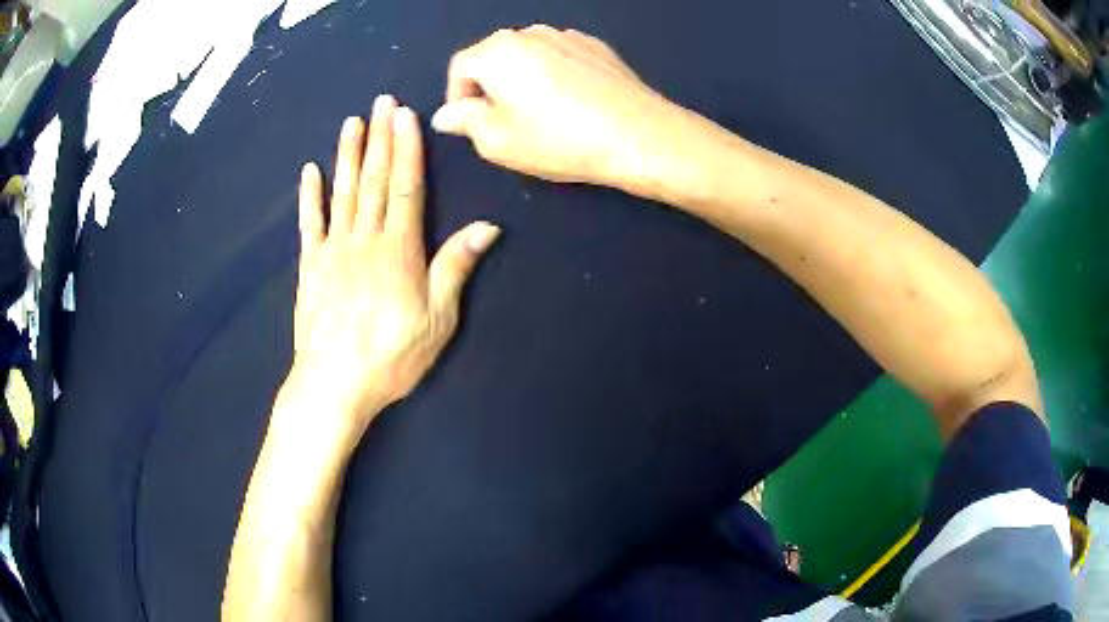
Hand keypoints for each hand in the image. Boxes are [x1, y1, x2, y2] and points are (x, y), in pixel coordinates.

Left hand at [290, 95, 500, 437]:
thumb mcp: (438, 320)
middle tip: (382, 102)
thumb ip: (455, 267)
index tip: (406, 115)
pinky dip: (310, 196)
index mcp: (399, 249)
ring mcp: (333, 250)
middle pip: (375, 179)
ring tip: (352, 122)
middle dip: (380, 138)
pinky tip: (311, 171)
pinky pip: (310, 223)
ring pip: (343, 192)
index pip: (406, 186)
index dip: (407, 148)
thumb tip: (487, 227)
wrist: (334, 385)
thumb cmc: (392, 356)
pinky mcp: (310, 266)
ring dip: (348, 155)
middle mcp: (365, 239)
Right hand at [431, 25, 680, 187]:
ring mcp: (566, 35)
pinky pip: (559, 56)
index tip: (470, 124)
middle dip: (489, 86)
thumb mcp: (498, 142)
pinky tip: (571, 102)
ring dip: (522, 78)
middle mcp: (529, 33)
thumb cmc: (559, 140)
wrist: (638, 135)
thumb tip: (447, 114)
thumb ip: (465, 122)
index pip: (459, 67)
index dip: (457, 97)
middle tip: (504, 122)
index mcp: (497, 52)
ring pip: (528, 55)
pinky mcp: (596, 46)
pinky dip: (553, 74)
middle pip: (493, 56)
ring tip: (540, 113)